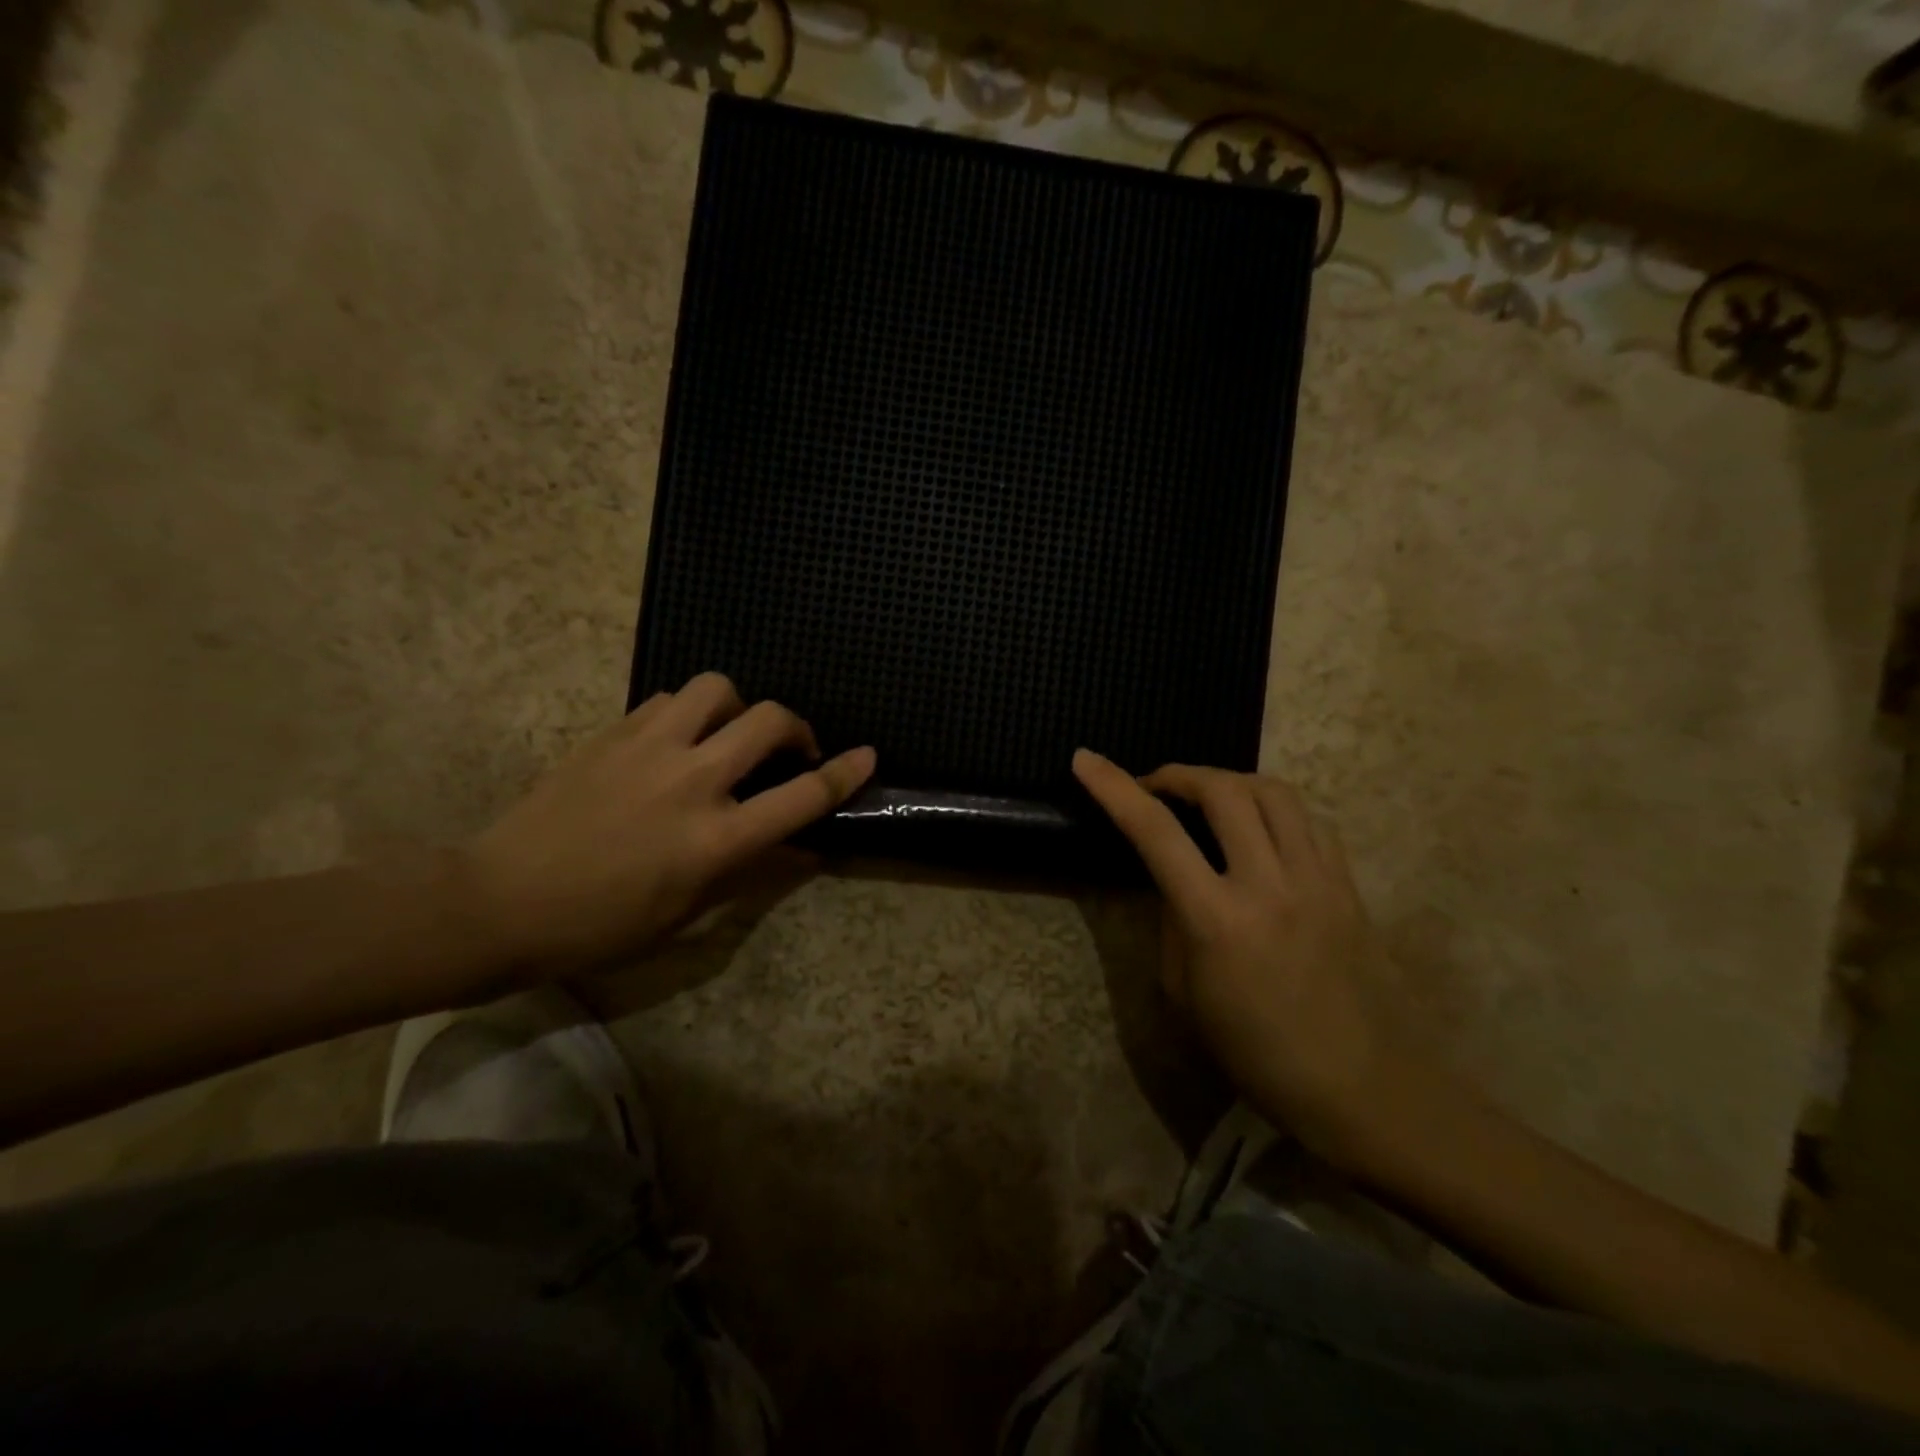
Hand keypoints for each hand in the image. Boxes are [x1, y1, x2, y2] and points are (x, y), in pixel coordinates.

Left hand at [464, 673, 874, 977]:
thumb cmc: (601, 925)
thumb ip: (751, 873)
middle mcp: (693, 782)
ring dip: (739, 707)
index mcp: (716, 838)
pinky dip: (690, 712)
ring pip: (717, 689)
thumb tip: (802, 850)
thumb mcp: (687, 914)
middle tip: (790, 750)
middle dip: (797, 728)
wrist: (501, 900)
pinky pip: (670, 699)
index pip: (801, 796)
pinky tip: (678, 740)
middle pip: (769, 721)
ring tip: (729, 735)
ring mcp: (650, 749)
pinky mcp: (614, 733)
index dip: (845, 773)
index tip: (868, 755)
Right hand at [1073, 749, 1411, 1164]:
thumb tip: (1175, 883)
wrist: (1366, 1088)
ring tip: (1206, 797)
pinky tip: (1258, 830)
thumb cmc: (1259, 1055)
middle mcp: (1269, 884)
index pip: (1155, 832)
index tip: (1086, 760)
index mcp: (1217, 920)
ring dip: (1229, 780)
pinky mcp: (1348, 885)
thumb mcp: (1186, 996)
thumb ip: (1174, 925)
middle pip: (1223, 790)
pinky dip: (1272, 809)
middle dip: (1179, 774)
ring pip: (1274, 792)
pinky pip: (1308, 822)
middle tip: (1155, 787)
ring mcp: (1317, 879)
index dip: (1114, 787)